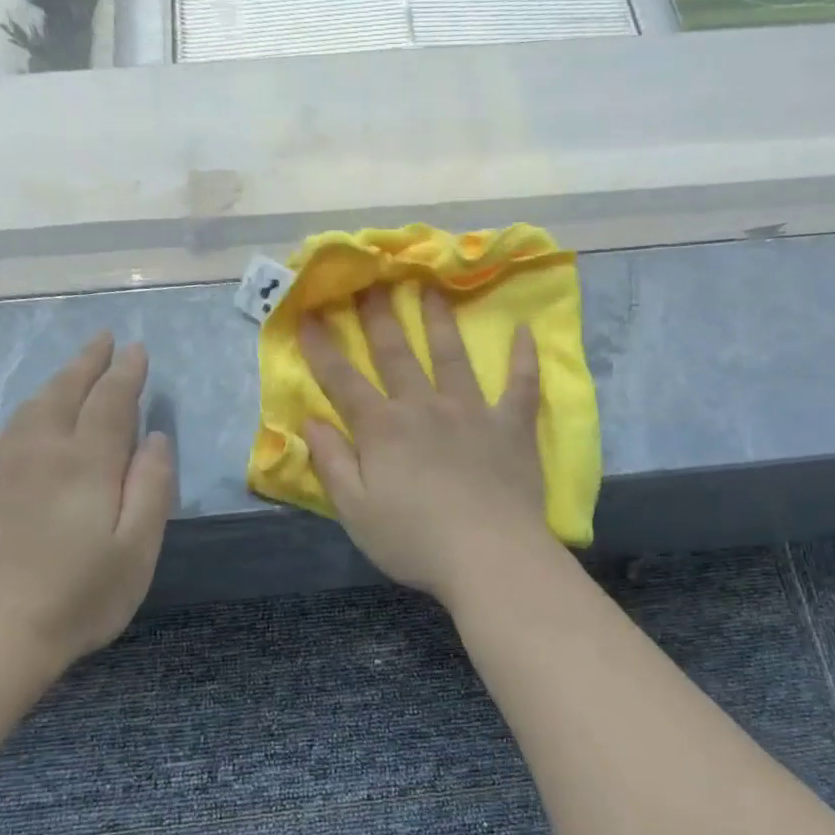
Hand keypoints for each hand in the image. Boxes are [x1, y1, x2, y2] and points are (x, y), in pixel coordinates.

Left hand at [0, 333, 173, 678]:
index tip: (137, 350)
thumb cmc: (79, 596)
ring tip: (77, 367)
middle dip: (90, 362)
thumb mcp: (137, 548)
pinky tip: (39, 411)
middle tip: (106, 339)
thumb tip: (156, 439)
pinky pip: (15, 425)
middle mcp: (44, 451)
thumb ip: (151, 487)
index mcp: (86, 462)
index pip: (111, 401)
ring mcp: (8, 467)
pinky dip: (35, 404)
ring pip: (36, 404)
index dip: (126, 374)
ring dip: (60, 378)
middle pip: (67, 391)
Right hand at [300, 286, 551, 602]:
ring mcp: (472, 412)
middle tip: (373, 278)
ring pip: (453, 356)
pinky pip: (521, 384)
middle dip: (379, 316)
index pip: (343, 380)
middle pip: (397, 353)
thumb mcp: (355, 511)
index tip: (307, 314)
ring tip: (433, 287)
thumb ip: (331, 463)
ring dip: (440, 320)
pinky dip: (524, 357)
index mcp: (383, 429)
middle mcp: (424, 407)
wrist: (490, 556)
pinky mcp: (511, 426)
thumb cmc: (415, 540)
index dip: (322, 347)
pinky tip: (526, 330)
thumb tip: (311, 420)